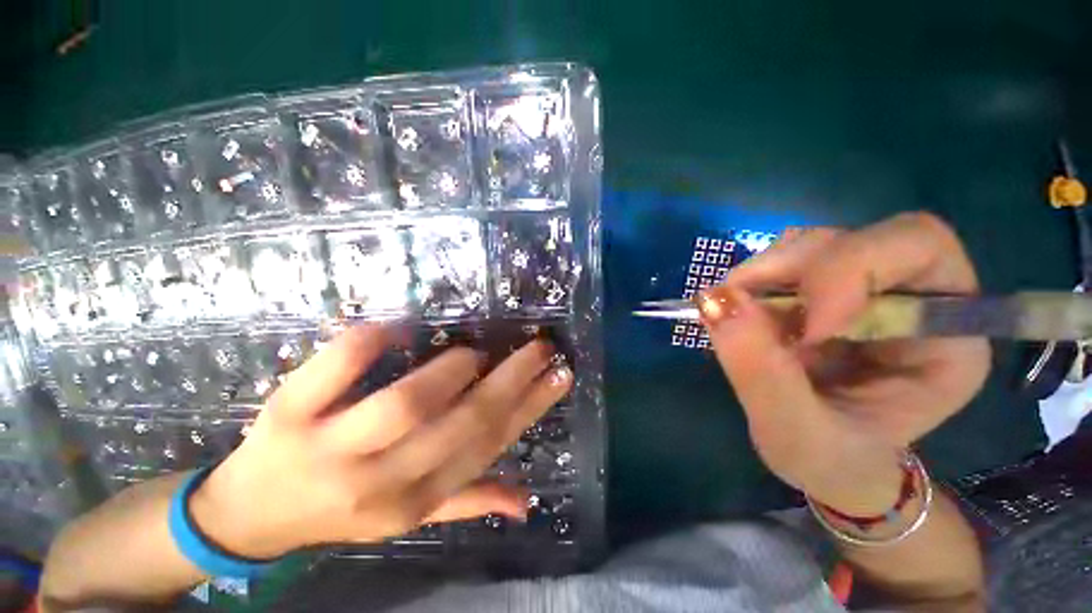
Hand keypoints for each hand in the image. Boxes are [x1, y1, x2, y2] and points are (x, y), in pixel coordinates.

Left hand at [188, 325, 571, 558]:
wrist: (247, 515)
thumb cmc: (340, 509)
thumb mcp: (408, 515)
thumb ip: (466, 500)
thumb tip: (525, 501)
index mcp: (413, 501)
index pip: (488, 447)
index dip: (530, 408)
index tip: (560, 375)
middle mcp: (380, 480)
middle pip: (461, 423)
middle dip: (511, 379)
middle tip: (539, 347)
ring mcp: (329, 446)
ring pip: (406, 403)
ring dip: (451, 370)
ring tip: (473, 353)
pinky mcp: (288, 413)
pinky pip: (336, 368)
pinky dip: (371, 342)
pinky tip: (397, 327)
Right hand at [698, 213, 989, 513]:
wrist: (826, 462)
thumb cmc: (829, 461)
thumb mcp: (795, 435)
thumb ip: (760, 371)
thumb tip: (714, 300)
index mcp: (946, 338)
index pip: (920, 248)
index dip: (849, 269)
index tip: (799, 328)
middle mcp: (912, 299)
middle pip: (857, 238)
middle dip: (789, 268)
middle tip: (741, 307)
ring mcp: (861, 291)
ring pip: (812, 244)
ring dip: (762, 275)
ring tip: (741, 321)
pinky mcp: (820, 292)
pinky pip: (781, 263)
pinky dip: (751, 283)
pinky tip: (745, 317)